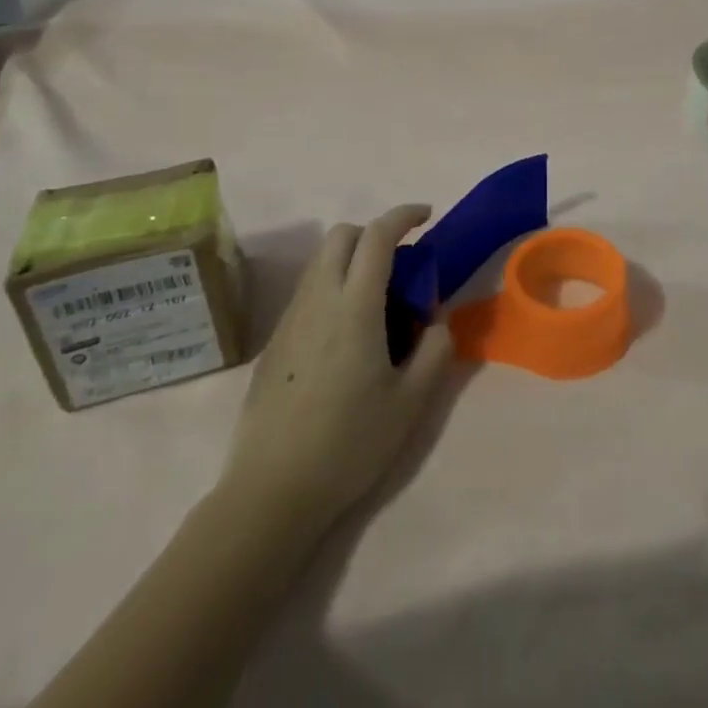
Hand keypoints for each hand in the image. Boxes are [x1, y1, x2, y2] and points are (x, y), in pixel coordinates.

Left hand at [223, 205, 453, 539]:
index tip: (426, 216)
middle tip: (401, 264)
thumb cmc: (348, 444)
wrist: (271, 492)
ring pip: (320, 262)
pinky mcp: (273, 342)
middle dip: (374, 233)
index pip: (378, 236)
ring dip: (351, 260)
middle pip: (341, 235)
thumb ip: (435, 351)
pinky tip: (345, 336)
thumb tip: (436, 321)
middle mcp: (318, 299)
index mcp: (355, 305)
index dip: (404, 215)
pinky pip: (307, 292)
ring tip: (377, 303)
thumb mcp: (411, 403)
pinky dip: (332, 287)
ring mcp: (289, 319)